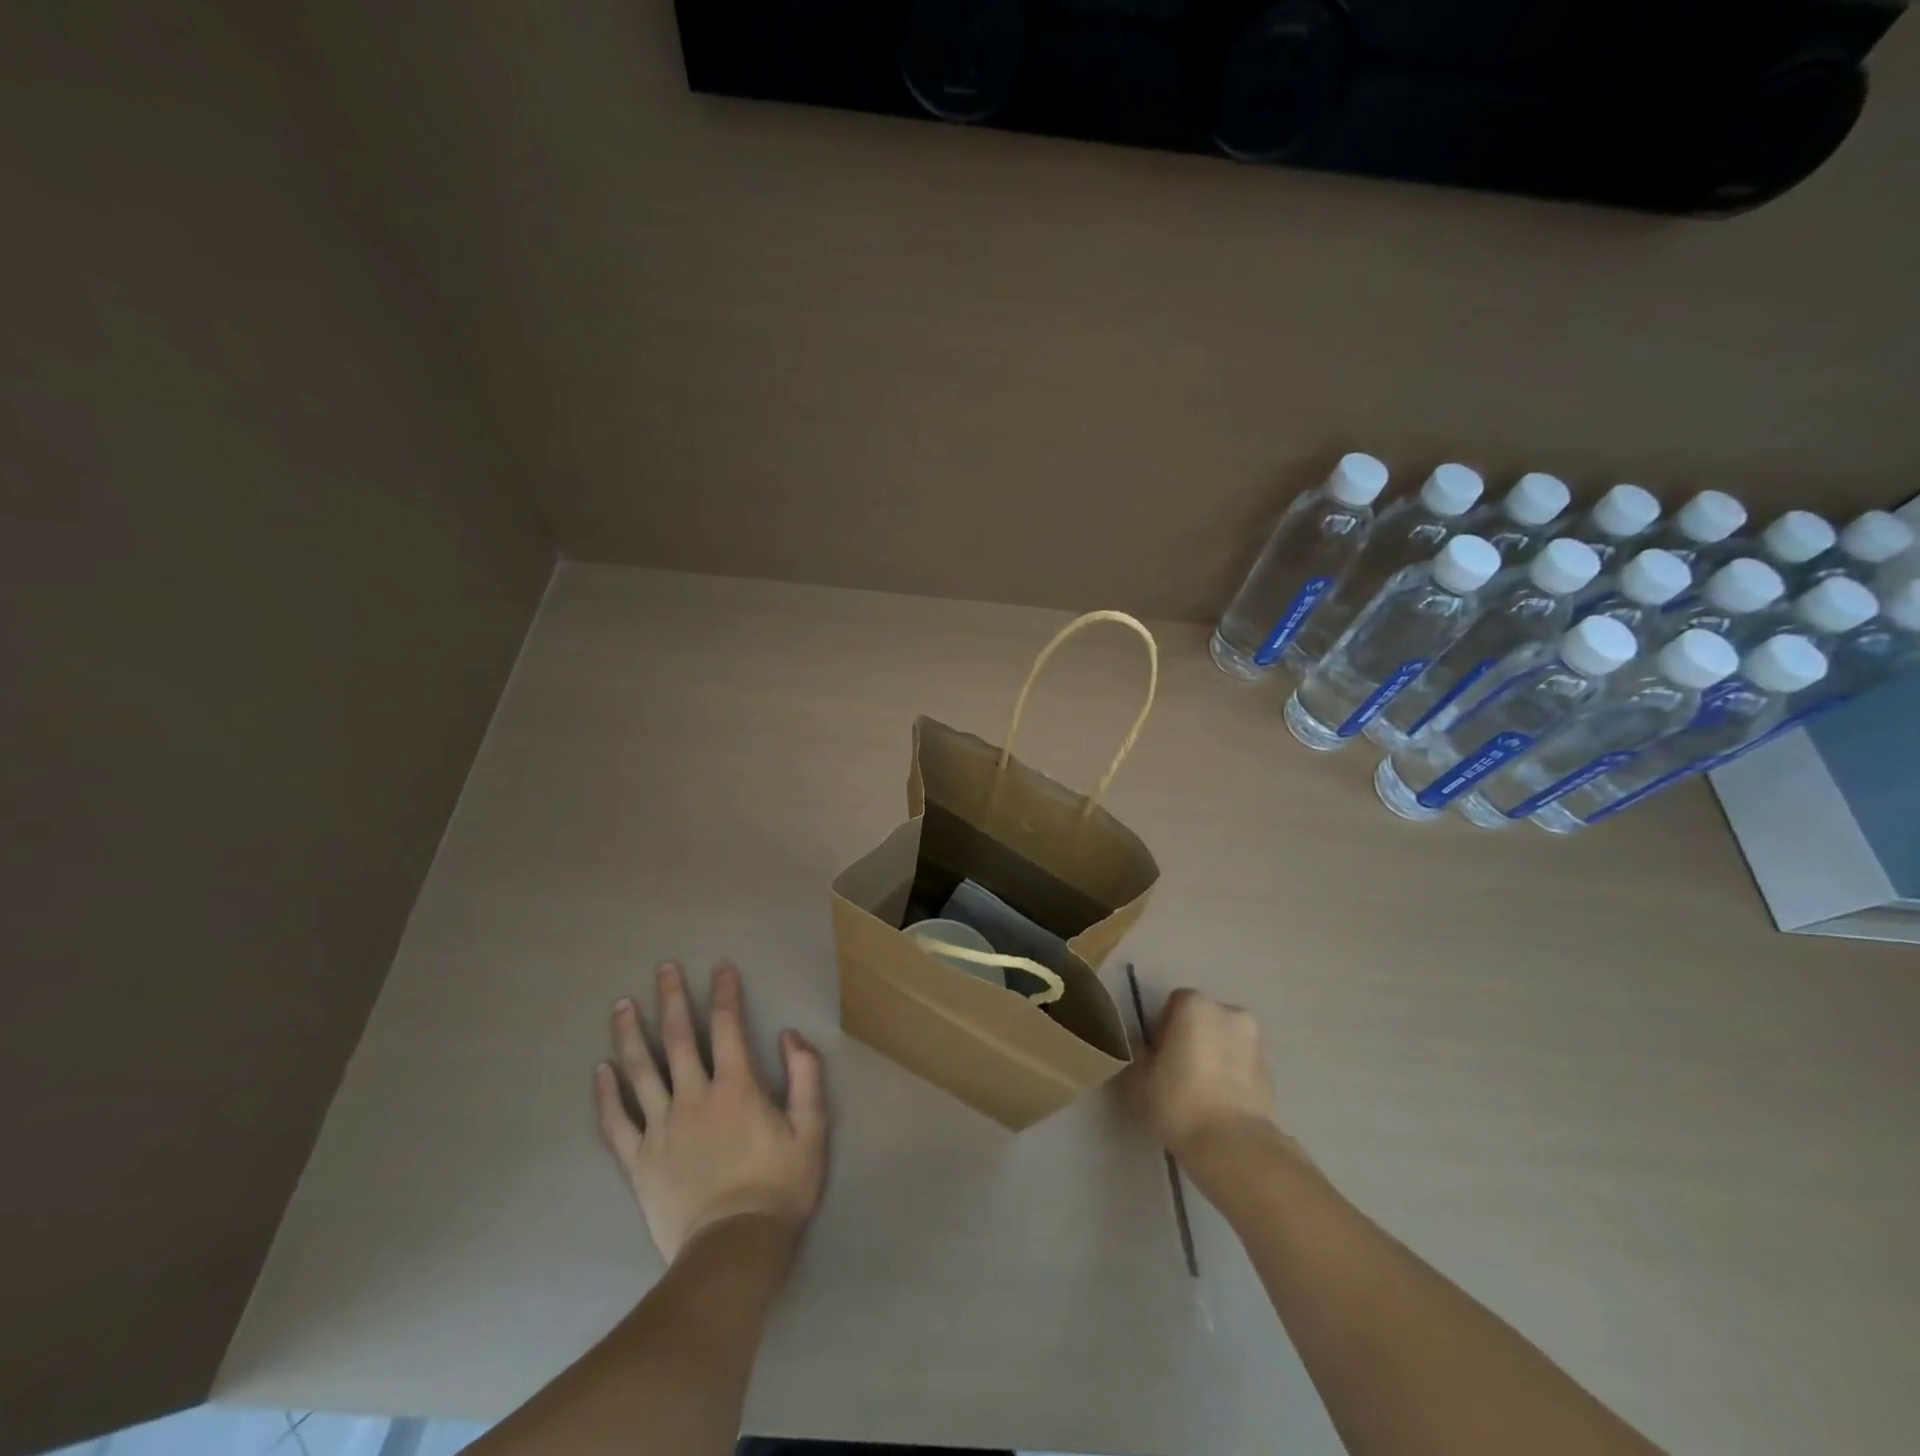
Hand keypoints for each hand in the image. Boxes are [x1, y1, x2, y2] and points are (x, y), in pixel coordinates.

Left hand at [594, 961, 826, 1262]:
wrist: (733, 1249)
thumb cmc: (778, 1186)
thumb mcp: (811, 1128)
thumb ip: (805, 1076)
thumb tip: (788, 1035)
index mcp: (735, 1086)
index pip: (727, 1026)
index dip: (724, 992)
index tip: (720, 968)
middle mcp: (693, 1096)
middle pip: (677, 1037)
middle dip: (671, 998)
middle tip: (663, 968)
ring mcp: (660, 1128)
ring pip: (640, 1071)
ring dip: (629, 1034)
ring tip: (621, 1004)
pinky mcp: (639, 1160)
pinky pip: (616, 1122)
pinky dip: (606, 1094)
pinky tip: (599, 1071)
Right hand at [1125, 988, 1286, 1164]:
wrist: (1235, 1147)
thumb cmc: (1178, 1102)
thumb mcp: (1137, 1080)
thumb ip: (1134, 1056)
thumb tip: (1140, 1050)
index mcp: (1196, 1006)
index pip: (1173, 1004)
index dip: (1161, 1029)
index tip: (1156, 1058)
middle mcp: (1229, 1013)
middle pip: (1202, 1020)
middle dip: (1190, 1039)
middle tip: (1175, 1073)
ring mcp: (1255, 1042)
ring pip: (1224, 1042)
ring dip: (1213, 1056)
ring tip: (1199, 1092)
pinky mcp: (1271, 1073)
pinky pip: (1241, 1066)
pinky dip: (1231, 1076)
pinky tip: (1218, 1104)